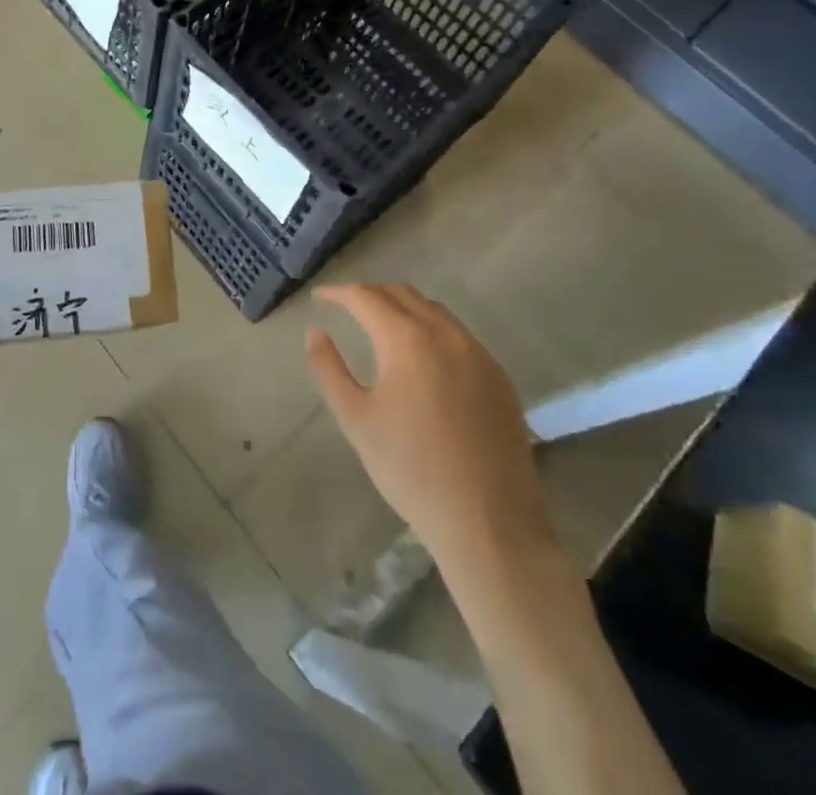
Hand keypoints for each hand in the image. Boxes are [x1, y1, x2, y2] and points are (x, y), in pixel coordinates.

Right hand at [307, 283, 554, 578]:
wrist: (488, 521)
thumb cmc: (410, 469)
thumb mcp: (355, 419)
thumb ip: (329, 369)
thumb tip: (315, 332)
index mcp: (407, 339)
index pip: (366, 297)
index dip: (339, 292)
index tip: (321, 297)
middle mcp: (446, 334)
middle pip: (403, 294)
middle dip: (371, 293)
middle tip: (348, 307)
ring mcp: (479, 354)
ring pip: (435, 311)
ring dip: (404, 308)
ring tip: (383, 326)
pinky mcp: (500, 377)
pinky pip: (460, 336)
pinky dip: (433, 331)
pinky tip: (424, 359)